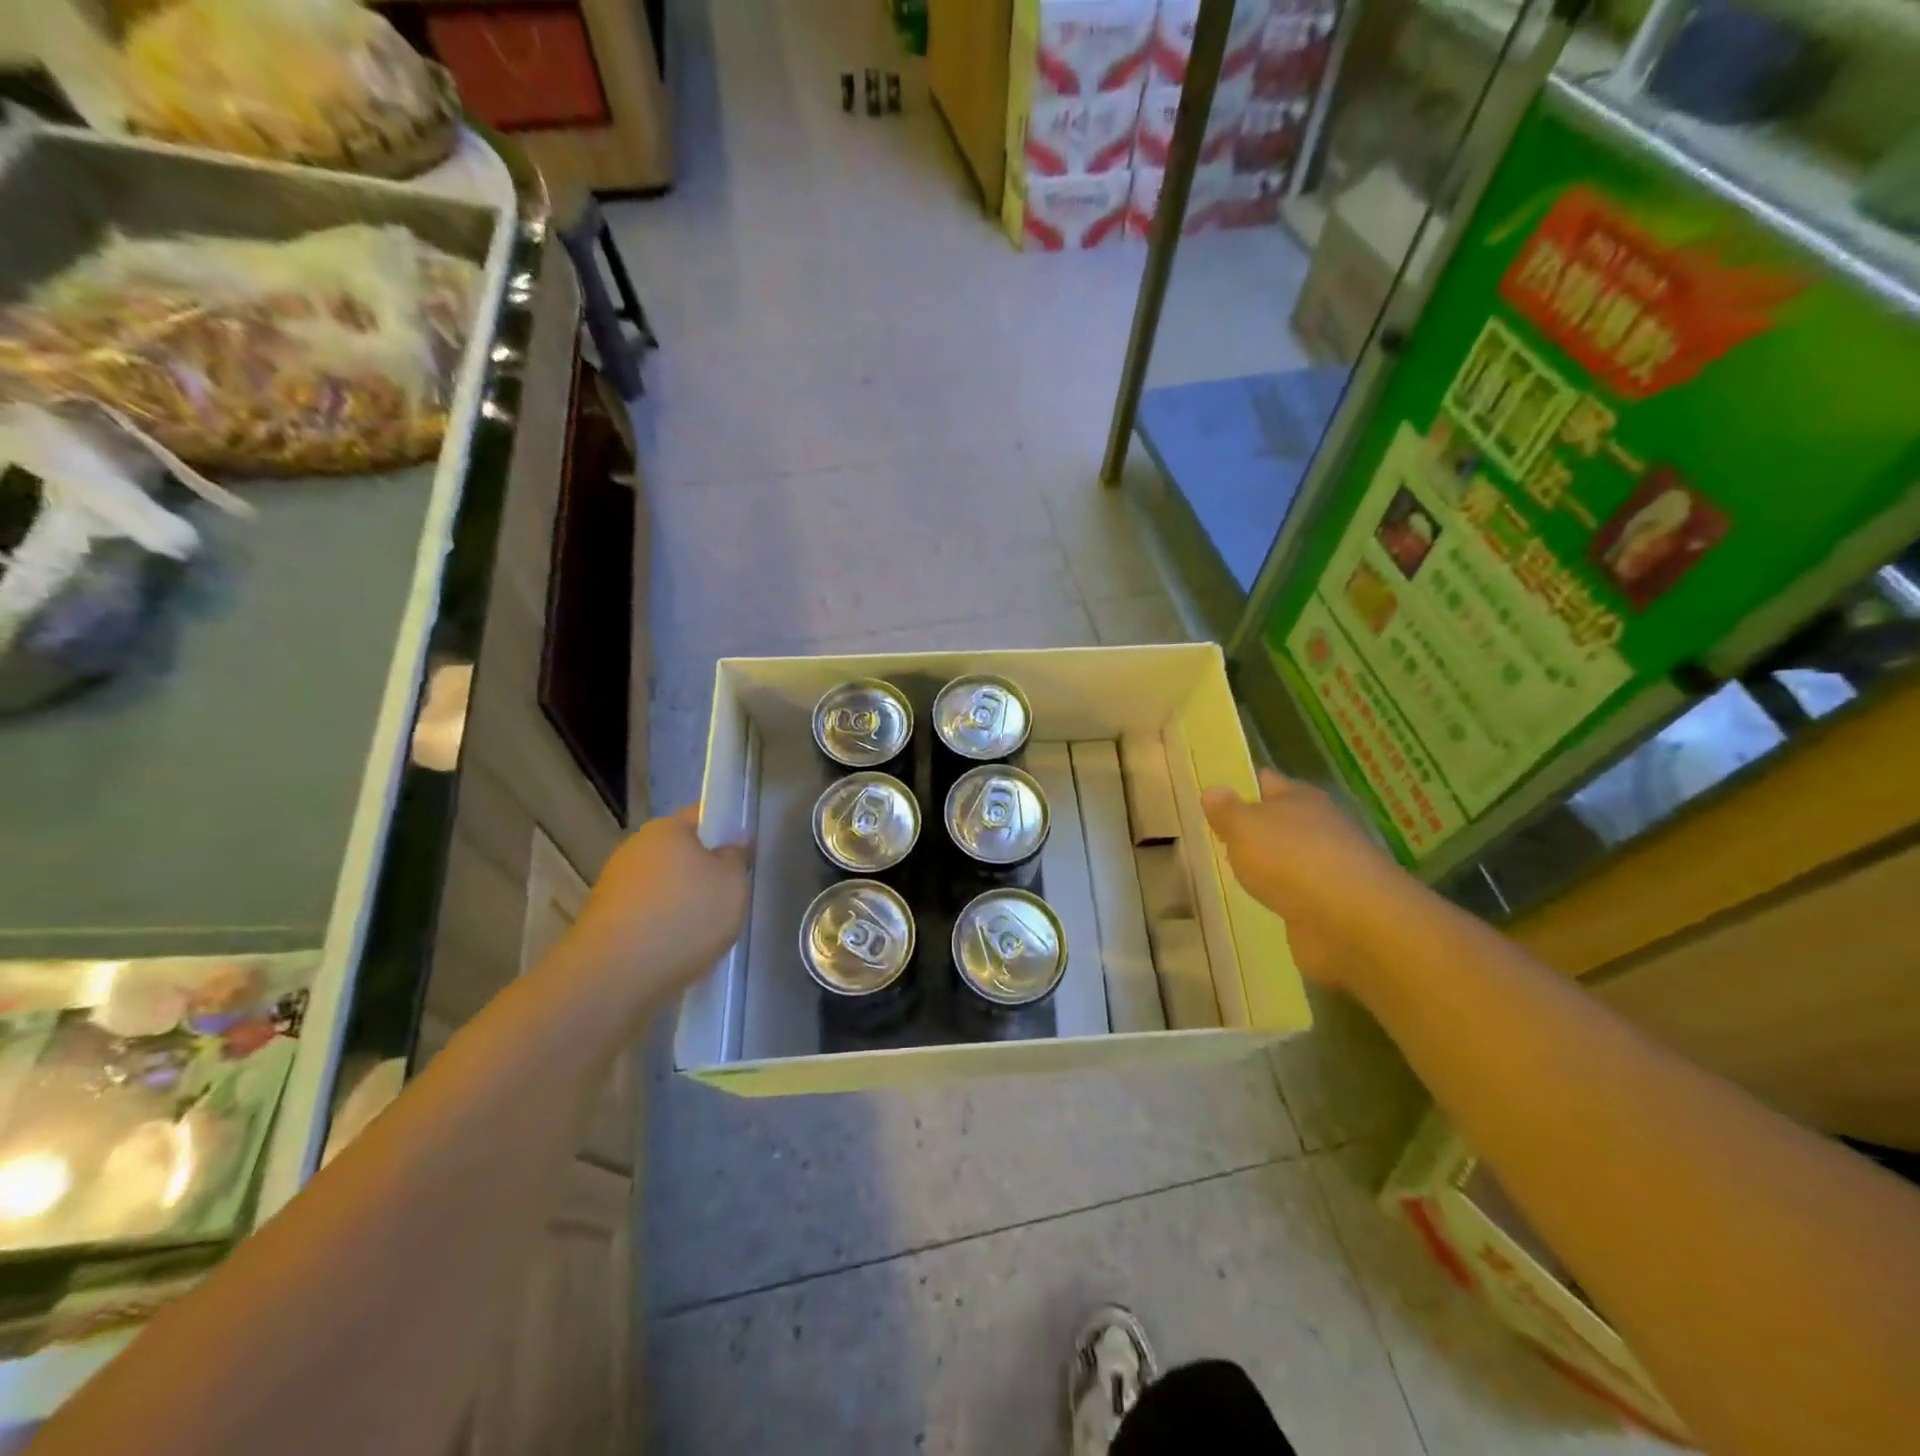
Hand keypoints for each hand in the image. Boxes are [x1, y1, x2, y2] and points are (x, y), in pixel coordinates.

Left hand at [560, 807, 751, 1023]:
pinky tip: (678, 950)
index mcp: (666, 828)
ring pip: (663, 885)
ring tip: (705, 932)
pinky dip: (663, 927)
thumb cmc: (684, 917)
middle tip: (730, 897)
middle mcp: (635, 848)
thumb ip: (737, 856)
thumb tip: (734, 840)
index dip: (727, 830)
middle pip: (681, 852)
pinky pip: (646, 915)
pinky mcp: (604, 921)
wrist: (614, 977)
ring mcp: (615, 885)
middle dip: (704, 871)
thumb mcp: (732, 883)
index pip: (703, 816)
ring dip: (682, 902)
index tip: (744, 856)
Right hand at [1201, 769, 1415, 988]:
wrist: (1350, 922)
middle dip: (1253, 827)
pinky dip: (1281, 896)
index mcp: (1299, 798)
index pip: (1266, 782)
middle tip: (1215, 835)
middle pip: (1280, 821)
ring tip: (1232, 871)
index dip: (1242, 785)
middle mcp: (1318, 827)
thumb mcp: (1244, 827)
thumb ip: (1226, 811)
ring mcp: (1328, 868)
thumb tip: (1213, 790)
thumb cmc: (1291, 859)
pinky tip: (1260, 902)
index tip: (1216, 793)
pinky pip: (1296, 894)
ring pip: (1288, 858)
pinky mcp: (1330, 906)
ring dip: (1268, 865)